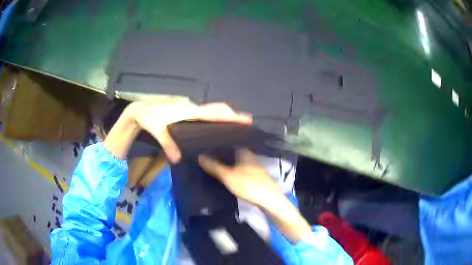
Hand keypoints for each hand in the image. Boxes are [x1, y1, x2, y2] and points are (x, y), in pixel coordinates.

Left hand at [128, 100, 250, 162]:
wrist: (140, 110)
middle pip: (216, 108)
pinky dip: (214, 116)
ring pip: (211, 109)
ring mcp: (189, 108)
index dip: (229, 116)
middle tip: (245, 122)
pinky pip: (204, 113)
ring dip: (224, 115)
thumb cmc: (149, 118)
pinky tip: (215, 125)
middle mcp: (191, 108)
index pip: (213, 114)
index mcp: (188, 111)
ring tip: (234, 124)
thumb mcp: (157, 130)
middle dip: (232, 114)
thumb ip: (168, 144)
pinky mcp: (186, 111)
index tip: (245, 119)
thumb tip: (178, 159)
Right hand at [198, 149, 281, 206]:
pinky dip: (231, 170)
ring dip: (225, 163)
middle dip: (219, 154)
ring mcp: (253, 165)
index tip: (202, 147)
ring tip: (211, 164)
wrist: (269, 200)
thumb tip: (199, 156)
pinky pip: (239, 168)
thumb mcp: (228, 176)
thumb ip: (214, 166)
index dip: (215, 145)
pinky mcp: (255, 175)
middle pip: (231, 152)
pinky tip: (225, 174)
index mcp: (244, 151)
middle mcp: (249, 155)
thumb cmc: (249, 185)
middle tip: (204, 157)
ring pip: (235, 161)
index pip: (226, 143)